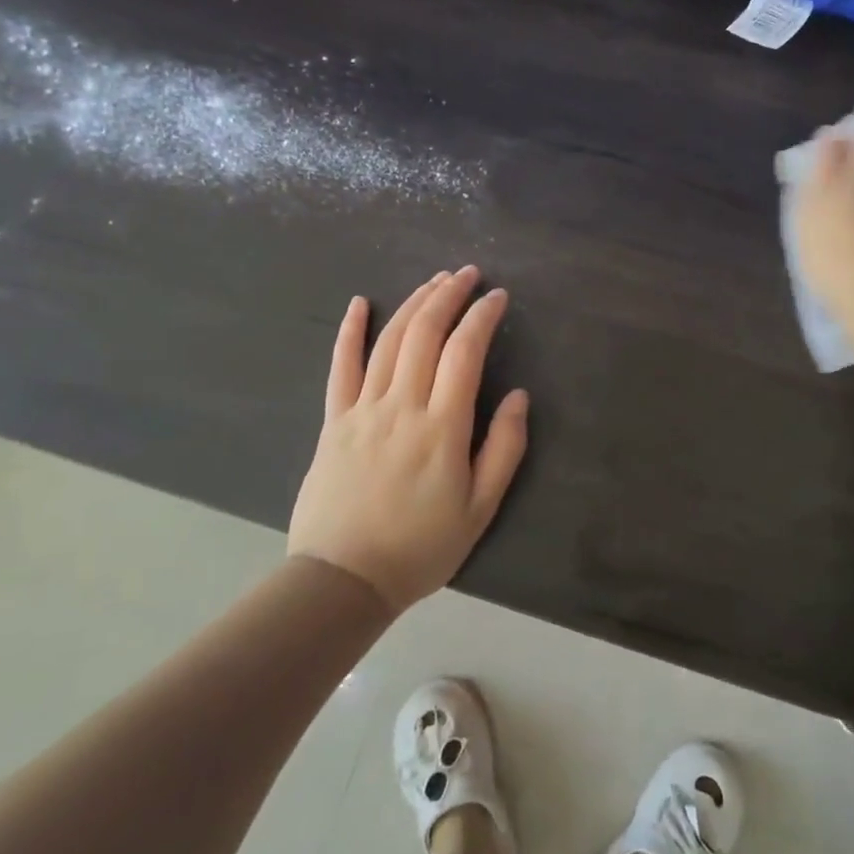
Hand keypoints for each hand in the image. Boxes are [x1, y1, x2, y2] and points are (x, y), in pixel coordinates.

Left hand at [286, 267, 529, 613]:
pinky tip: (360, 303)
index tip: (498, 297)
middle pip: (425, 333)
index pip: (465, 352)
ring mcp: (363, 410)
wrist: (343, 580)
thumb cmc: (420, 547)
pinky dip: (350, 331)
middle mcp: (402, 406)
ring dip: (413, 303)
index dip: (482, 317)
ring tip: (435, 281)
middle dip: (449, 295)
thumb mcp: (480, 508)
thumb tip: (518, 396)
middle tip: (468, 273)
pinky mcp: (334, 421)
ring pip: (389, 341)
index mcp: (442, 427)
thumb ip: (504, 449)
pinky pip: (341, 367)